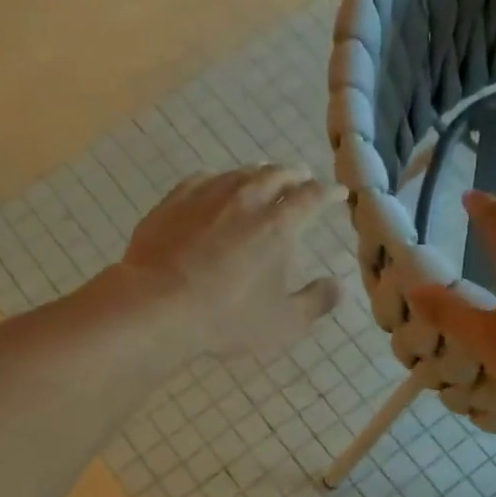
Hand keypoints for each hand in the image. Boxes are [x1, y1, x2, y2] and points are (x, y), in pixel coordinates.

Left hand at [119, 166, 342, 359]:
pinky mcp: (172, 203)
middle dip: (294, 175)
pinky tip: (214, 186)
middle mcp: (245, 199)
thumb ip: (316, 303)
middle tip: (302, 178)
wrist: (156, 306)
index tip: (338, 193)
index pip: (312, 197)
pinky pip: (201, 180)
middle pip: (276, 174)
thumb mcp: (283, 323)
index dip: (329, 193)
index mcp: (278, 224)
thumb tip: (338, 286)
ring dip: (258, 174)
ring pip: (239, 173)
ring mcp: (205, 196)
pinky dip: (218, 180)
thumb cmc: (227, 318)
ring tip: (263, 178)